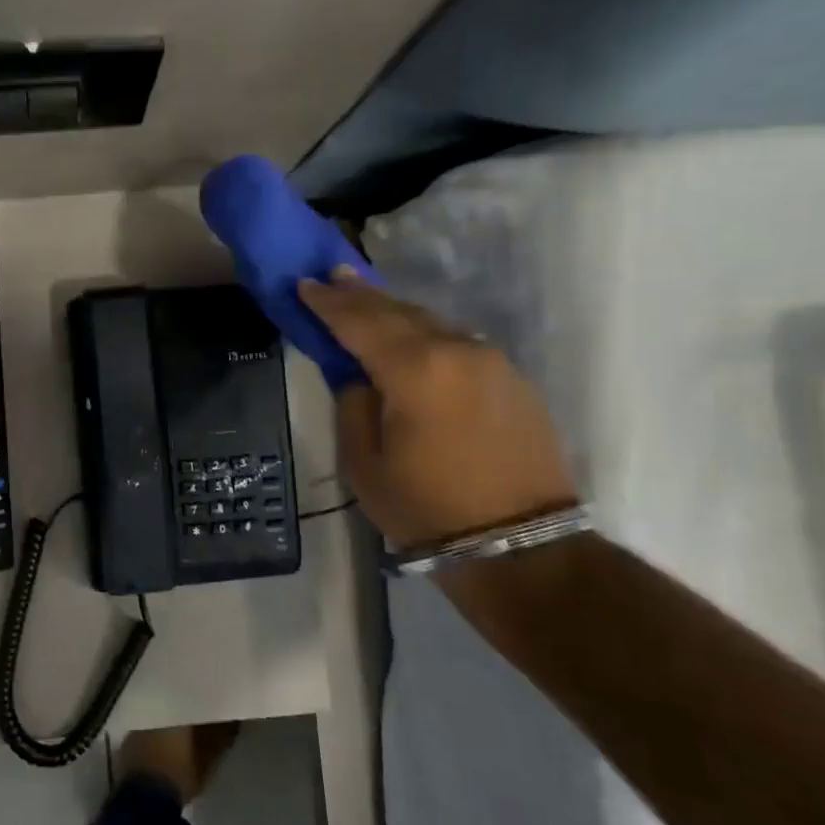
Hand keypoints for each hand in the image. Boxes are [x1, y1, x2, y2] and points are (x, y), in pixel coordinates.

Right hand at [298, 266, 576, 545]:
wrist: (521, 547)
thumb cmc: (426, 508)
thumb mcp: (364, 462)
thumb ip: (354, 403)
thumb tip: (359, 376)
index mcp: (414, 370)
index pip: (359, 322)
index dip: (327, 303)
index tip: (303, 284)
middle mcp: (456, 350)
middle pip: (398, 311)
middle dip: (361, 295)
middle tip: (332, 277)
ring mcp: (491, 361)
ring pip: (432, 323)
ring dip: (394, 312)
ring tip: (365, 302)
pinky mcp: (512, 379)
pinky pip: (457, 343)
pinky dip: (426, 334)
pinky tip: (411, 339)